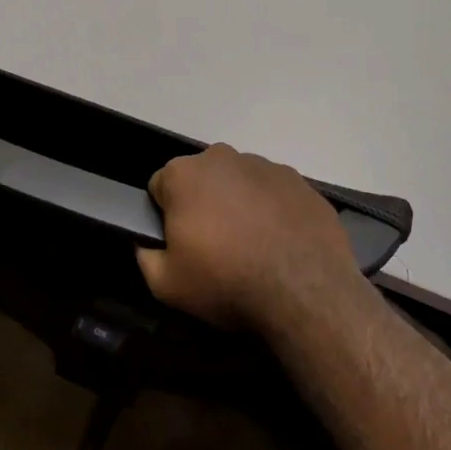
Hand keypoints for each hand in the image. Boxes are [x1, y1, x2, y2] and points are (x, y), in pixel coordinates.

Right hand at [136, 144, 359, 330]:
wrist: (305, 291)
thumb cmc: (226, 281)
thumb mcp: (165, 284)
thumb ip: (145, 256)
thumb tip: (148, 242)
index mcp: (184, 173)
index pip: (160, 187)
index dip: (166, 217)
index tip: (181, 244)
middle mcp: (223, 158)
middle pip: (202, 180)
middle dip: (204, 205)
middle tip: (216, 248)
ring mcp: (266, 166)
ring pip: (240, 184)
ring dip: (239, 206)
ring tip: (253, 249)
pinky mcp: (300, 182)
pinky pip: (274, 194)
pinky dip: (273, 212)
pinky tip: (280, 244)